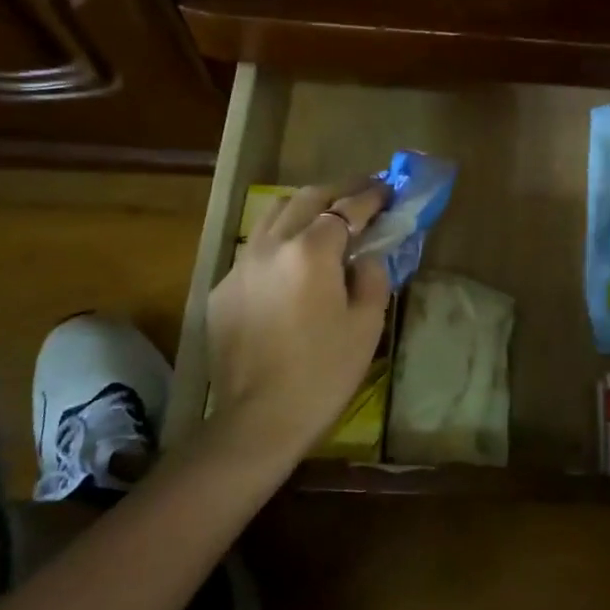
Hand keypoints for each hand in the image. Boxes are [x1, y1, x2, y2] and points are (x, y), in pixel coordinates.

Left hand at [205, 179, 391, 459]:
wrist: (259, 420)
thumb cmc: (324, 373)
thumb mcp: (367, 324)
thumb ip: (371, 278)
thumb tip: (364, 258)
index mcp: (311, 252)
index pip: (346, 209)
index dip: (370, 196)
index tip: (387, 190)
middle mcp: (271, 246)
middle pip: (305, 198)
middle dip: (337, 191)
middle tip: (360, 195)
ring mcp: (240, 266)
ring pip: (272, 216)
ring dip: (303, 208)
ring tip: (324, 219)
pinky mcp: (222, 290)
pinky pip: (254, 250)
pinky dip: (278, 243)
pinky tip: (291, 265)